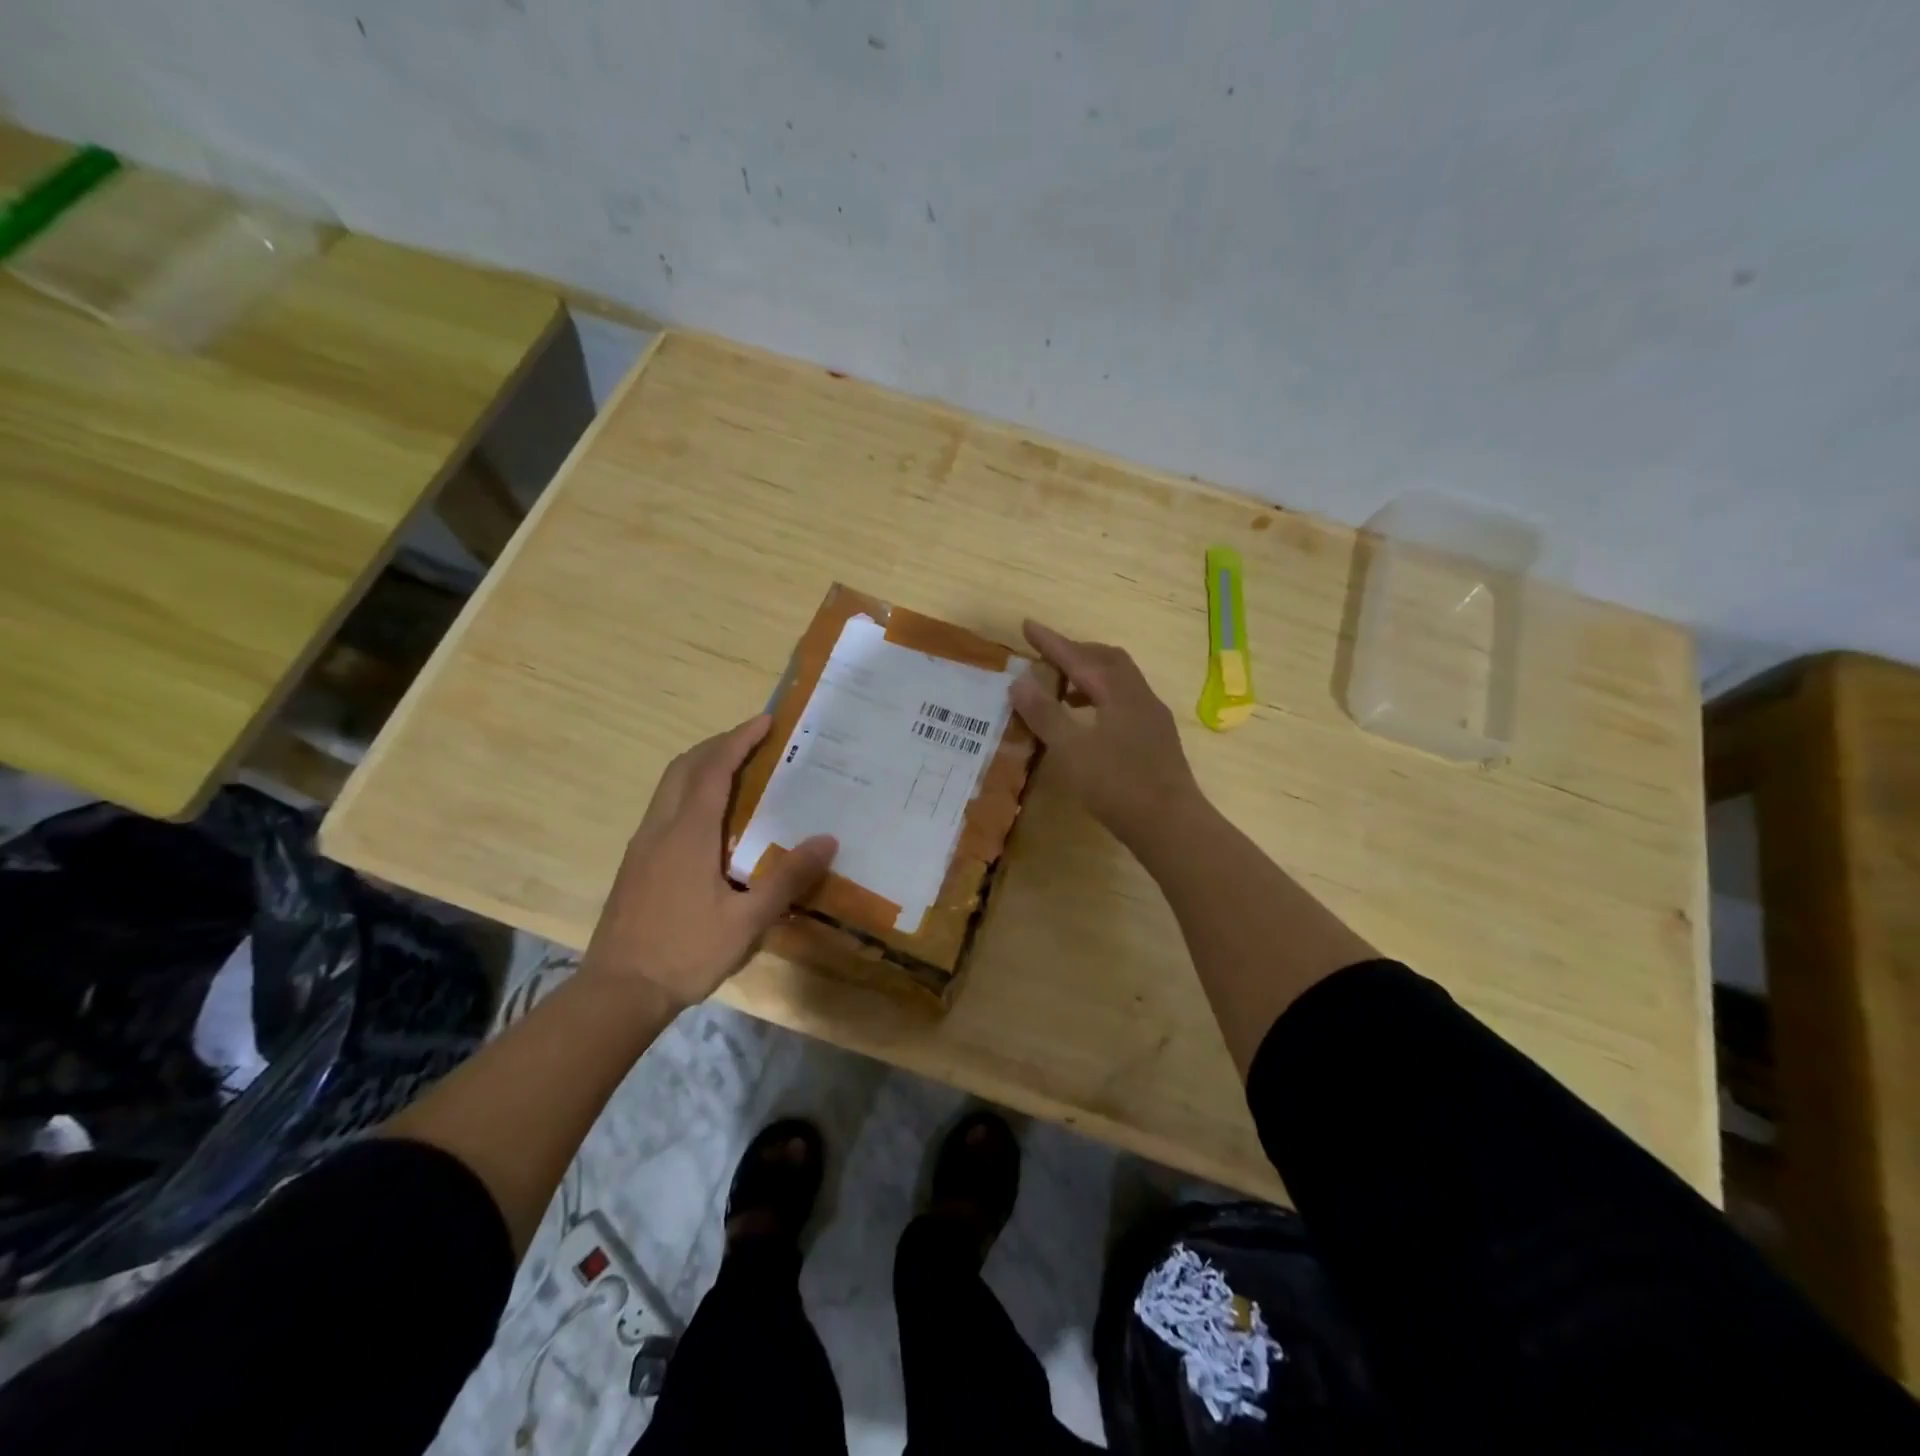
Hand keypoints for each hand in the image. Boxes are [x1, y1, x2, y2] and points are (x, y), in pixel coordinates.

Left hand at [581, 715, 836, 1008]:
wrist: (618, 991)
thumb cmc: (686, 952)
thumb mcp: (747, 920)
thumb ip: (787, 878)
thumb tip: (828, 840)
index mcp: (689, 833)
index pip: (714, 769)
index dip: (739, 740)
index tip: (765, 721)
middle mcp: (661, 828)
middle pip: (684, 767)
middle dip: (718, 744)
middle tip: (752, 740)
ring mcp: (643, 845)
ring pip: (669, 786)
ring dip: (700, 765)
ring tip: (735, 769)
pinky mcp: (636, 863)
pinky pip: (664, 807)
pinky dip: (689, 790)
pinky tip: (710, 818)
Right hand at [1008, 620, 1200, 846]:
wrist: (1171, 824)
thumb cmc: (1117, 785)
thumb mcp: (1071, 750)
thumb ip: (1045, 714)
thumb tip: (1019, 681)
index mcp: (1119, 692)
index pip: (1079, 657)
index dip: (1051, 642)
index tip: (1028, 625)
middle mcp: (1140, 696)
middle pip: (1108, 660)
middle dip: (1077, 652)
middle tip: (1048, 657)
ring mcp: (1153, 718)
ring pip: (1120, 681)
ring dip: (1091, 676)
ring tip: (1064, 691)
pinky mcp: (1157, 739)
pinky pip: (1126, 702)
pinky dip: (1102, 698)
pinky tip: (1090, 723)